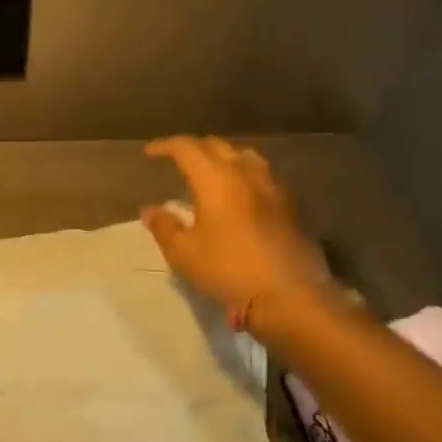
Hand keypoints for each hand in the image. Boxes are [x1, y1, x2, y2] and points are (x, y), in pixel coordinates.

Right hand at [141, 136, 337, 339]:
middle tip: (178, 160)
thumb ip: (164, 226)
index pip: (186, 148)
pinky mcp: (292, 205)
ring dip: (223, 157)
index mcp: (215, 179)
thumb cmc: (227, 270)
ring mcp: (273, 187)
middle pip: (217, 146)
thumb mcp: (183, 253)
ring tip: (212, 171)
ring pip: (245, 156)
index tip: (150, 153)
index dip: (166, 146)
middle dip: (194, 148)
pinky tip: (241, 194)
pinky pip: (263, 176)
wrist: (289, 295)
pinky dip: (244, 175)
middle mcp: (245, 173)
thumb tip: (150, 209)